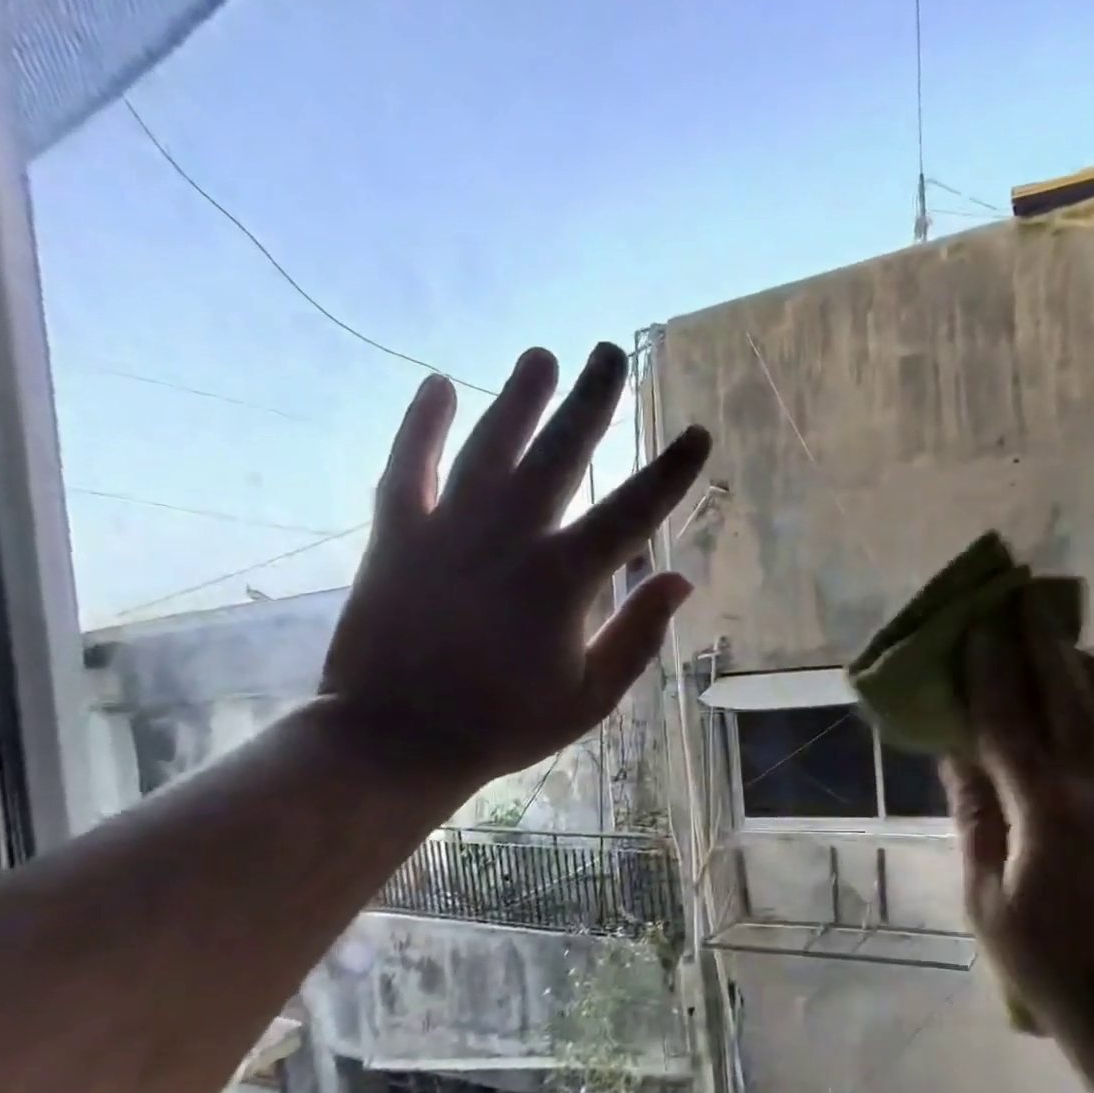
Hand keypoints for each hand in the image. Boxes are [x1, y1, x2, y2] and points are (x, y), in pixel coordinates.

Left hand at [322, 342, 708, 784]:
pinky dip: (423, 424)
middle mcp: (511, 536)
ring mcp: (449, 528)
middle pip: (561, 452)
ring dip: (520, 398)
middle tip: (611, 353)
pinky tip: (439, 385)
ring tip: (541, 356)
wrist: (397, 739)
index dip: (672, 472)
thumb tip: (680, 579)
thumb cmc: (504, 725)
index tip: (697, 434)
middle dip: (592, 401)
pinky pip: (409, 465)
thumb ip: (637, 635)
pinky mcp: (396, 535)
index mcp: (564, 579)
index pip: (634, 511)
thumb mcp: (589, 697)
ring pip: (492, 444)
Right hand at [941, 610, 1093, 1051]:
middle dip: (1040, 642)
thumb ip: (974, 813)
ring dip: (1076, 663)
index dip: (989, 670)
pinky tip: (1089, 690)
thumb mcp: (986, 891)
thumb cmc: (1044, 958)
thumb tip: (956, 753)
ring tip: (1055, 632)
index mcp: (1046, 806)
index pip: (1008, 719)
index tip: (977, 625)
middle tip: (1021, 597)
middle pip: (1065, 694)